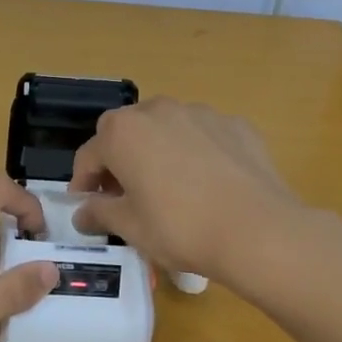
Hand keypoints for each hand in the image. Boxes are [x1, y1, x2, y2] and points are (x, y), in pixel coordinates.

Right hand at [69, 98, 303, 283]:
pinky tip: (208, 184)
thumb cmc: (181, 228)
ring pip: (166, 128)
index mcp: (124, 133)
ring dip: (157, 151)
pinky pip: (203, 135)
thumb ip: (101, 213)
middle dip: (119, 160)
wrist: (259, 231)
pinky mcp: (236, 125)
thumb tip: (83, 212)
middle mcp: (158, 110)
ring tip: (168, 187)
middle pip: (126, 132)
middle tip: (125, 195)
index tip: (87, 206)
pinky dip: (196, 152)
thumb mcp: (131, 228)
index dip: (83, 182)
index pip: (90, 155)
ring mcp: (201, 113)